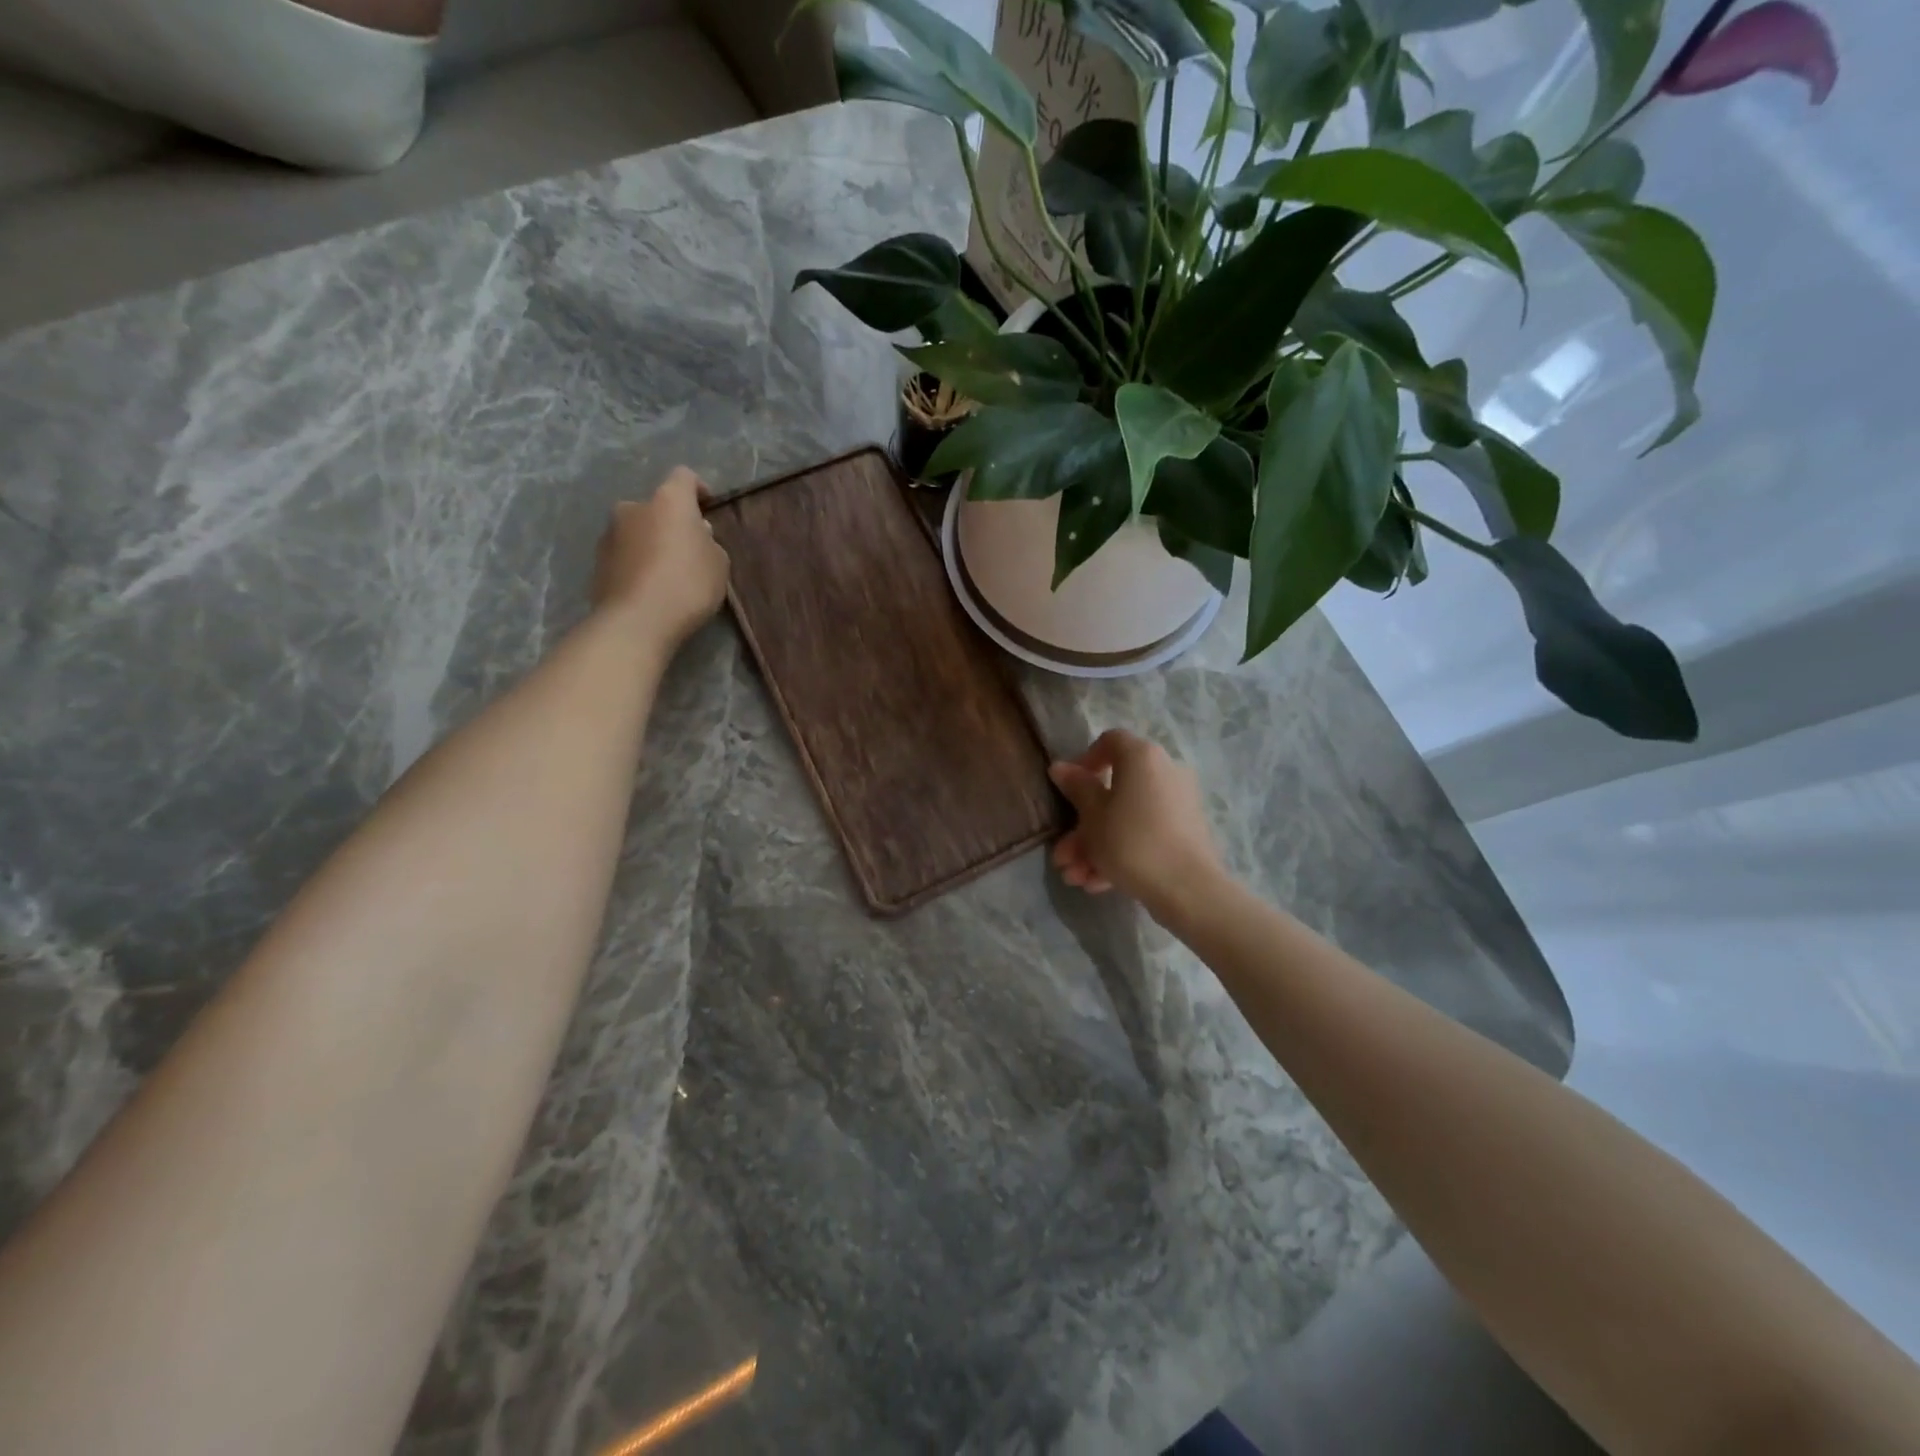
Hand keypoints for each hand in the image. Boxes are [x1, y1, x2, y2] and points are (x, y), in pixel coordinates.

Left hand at [591, 466, 729, 646]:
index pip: (684, 476)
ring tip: (667, 573)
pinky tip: (649, 588)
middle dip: (671, 522)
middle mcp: (633, 507)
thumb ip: (709, 543)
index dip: (698, 489)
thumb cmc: (687, 585)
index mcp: (668, 500)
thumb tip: (695, 535)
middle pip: (657, 506)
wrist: (636, 621)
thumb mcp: (718, 564)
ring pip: (638, 530)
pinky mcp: (597, 561)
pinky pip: (625, 555)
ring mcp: (610, 533)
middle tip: (688, 549)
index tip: (708, 507)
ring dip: (652, 543)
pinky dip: (637, 563)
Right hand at [1049, 730, 1224, 914]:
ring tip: (1075, 877)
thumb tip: (1061, 767)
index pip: (1109, 741)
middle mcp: (1164, 772)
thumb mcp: (1093, 816)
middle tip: (1063, 854)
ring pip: (1126, 817)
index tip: (1068, 789)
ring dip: (1096, 845)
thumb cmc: (1131, 842)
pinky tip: (1097, 883)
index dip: (1084, 761)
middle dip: (1083, 825)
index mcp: (1142, 757)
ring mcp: (1177, 804)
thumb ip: (1077, 788)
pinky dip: (1121, 852)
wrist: (1188, 889)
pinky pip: (1145, 833)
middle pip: (1114, 789)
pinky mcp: (1184, 832)